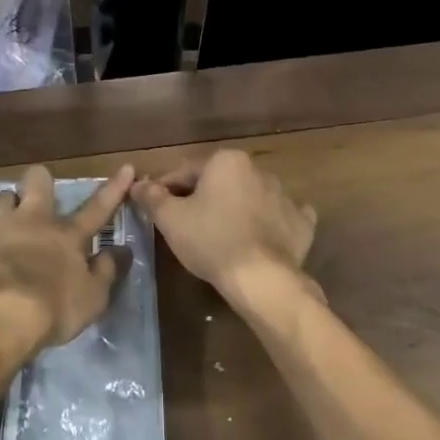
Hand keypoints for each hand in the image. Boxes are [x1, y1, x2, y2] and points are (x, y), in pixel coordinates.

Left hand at [0, 164, 135, 365]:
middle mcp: (33, 222)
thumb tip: (121, 250)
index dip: (113, 189)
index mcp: (67, 235)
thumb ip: (107, 271)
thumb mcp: (93, 298)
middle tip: (40, 194)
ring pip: (1, 199)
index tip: (126, 168)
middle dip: (39, 180)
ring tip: (6, 222)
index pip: (97, 208)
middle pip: (37, 182)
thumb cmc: (53, 307)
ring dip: (6, 207)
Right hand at [131, 150, 316, 300]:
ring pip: (249, 197)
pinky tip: (260, 237)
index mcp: (226, 161)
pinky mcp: (301, 223)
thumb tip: (138, 184)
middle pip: (218, 182)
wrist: (261, 278)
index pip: (185, 172)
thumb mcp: (170, 219)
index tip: (154, 207)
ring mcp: (285, 196)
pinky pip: (279, 217)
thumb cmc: (210, 240)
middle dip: (201, 197)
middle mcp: (258, 170)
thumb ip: (152, 197)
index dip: (165, 189)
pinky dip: (269, 223)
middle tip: (184, 223)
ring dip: (234, 208)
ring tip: (219, 234)